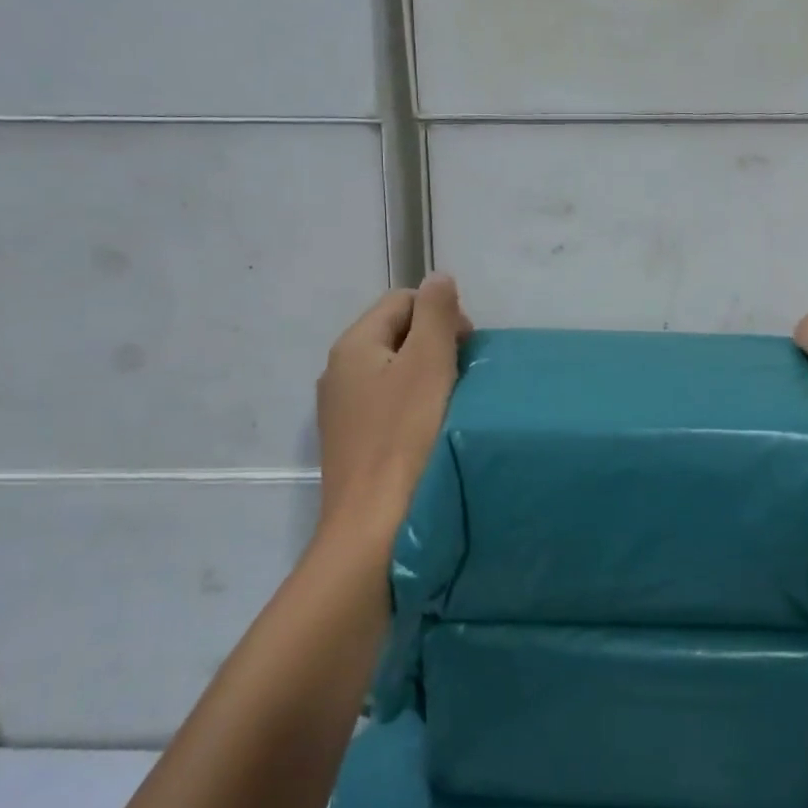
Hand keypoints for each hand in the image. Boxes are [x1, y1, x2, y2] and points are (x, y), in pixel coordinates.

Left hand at [317, 275, 471, 553]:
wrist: (373, 529)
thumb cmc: (405, 437)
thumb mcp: (428, 363)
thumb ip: (435, 314)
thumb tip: (438, 278)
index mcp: (353, 345)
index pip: (402, 301)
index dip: (441, 313)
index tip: (468, 346)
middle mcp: (339, 372)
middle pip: (396, 334)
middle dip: (435, 343)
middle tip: (464, 375)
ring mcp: (342, 410)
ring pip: (394, 372)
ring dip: (428, 376)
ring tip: (453, 403)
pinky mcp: (353, 443)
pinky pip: (388, 405)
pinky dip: (414, 406)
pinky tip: (431, 430)